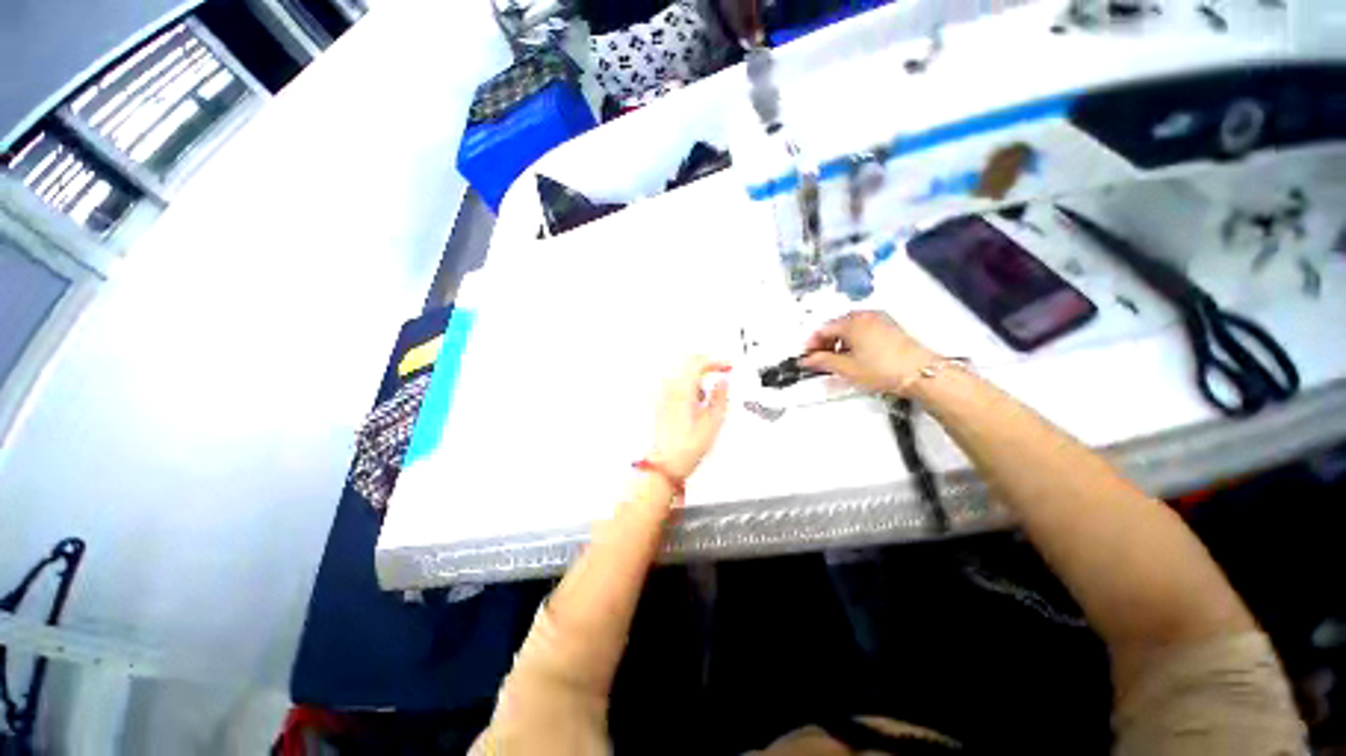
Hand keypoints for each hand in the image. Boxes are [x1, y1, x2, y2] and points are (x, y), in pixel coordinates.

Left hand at [648, 357, 730, 479]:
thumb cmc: (686, 448)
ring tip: (705, 389)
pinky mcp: (657, 402)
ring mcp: (660, 394)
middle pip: (686, 361)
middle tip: (718, 369)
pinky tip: (692, 397)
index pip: (699, 362)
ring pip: (678, 370)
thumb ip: (720, 396)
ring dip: (694, 372)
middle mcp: (669, 388)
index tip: (726, 366)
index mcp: (683, 390)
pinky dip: (684, 382)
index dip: (716, 361)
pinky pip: (671, 381)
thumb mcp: (713, 422)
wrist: (665, 463)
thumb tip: (723, 382)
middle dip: (704, 363)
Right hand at [799, 311, 935, 394]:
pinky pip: (863, 330)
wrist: (920, 373)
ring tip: (836, 360)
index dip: (811, 344)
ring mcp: (879, 320)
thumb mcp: (846, 368)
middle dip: (825, 343)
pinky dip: (853, 341)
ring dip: (838, 342)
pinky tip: (854, 356)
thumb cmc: (884, 368)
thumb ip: (822, 361)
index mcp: (852, 321)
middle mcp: (865, 316)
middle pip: (836, 326)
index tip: (807, 356)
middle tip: (819, 359)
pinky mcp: (889, 328)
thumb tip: (808, 360)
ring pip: (850, 328)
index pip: (822, 329)